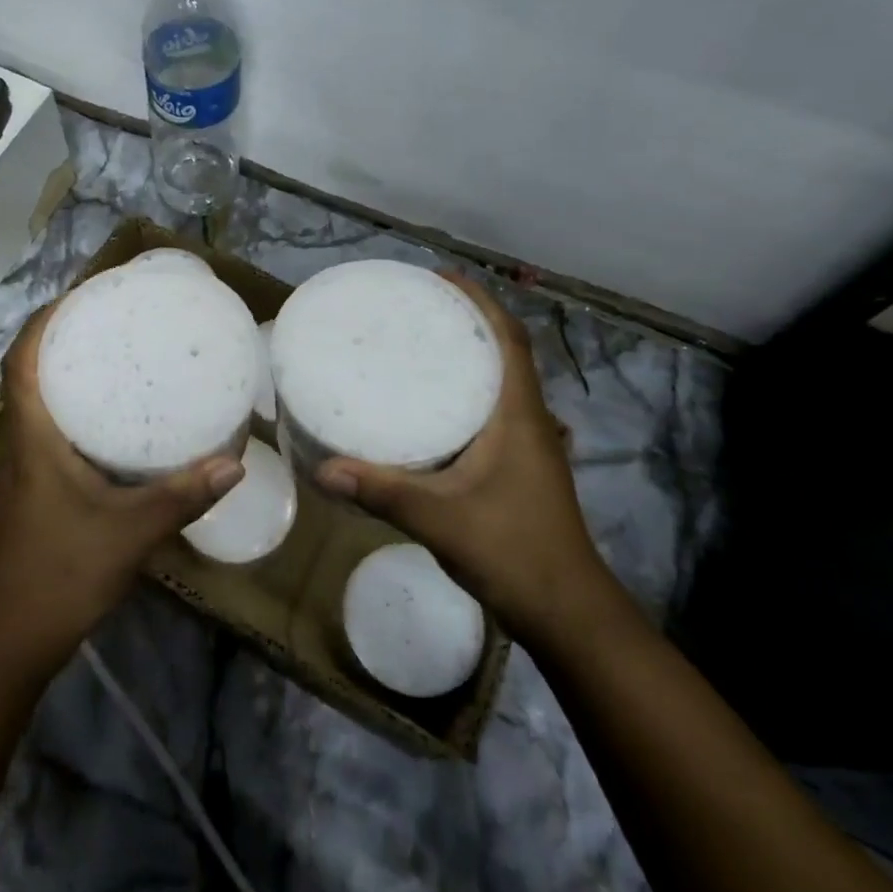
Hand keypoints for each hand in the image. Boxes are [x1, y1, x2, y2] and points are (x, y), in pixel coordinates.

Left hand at [0, 300, 245, 673]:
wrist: (10, 640)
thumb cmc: (59, 574)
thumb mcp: (128, 532)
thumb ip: (181, 496)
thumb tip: (234, 462)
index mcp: (31, 437)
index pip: (22, 360)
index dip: (43, 321)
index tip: (80, 295)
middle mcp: (20, 443)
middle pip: (28, 373)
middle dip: (61, 338)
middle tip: (110, 318)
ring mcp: (23, 469)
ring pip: (38, 402)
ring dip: (65, 373)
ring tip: (115, 356)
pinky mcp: (34, 490)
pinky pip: (49, 430)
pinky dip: (74, 410)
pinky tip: (114, 423)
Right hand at [313, 273, 617, 648]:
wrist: (568, 613)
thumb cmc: (513, 552)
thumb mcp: (440, 519)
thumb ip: (382, 492)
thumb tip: (324, 468)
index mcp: (519, 415)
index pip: (508, 339)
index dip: (480, 301)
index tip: (440, 278)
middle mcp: (529, 419)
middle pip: (505, 351)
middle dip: (468, 320)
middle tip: (416, 307)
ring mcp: (529, 444)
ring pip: (501, 381)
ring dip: (471, 355)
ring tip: (420, 343)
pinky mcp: (520, 466)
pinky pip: (493, 409)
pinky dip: (467, 391)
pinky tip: (430, 406)